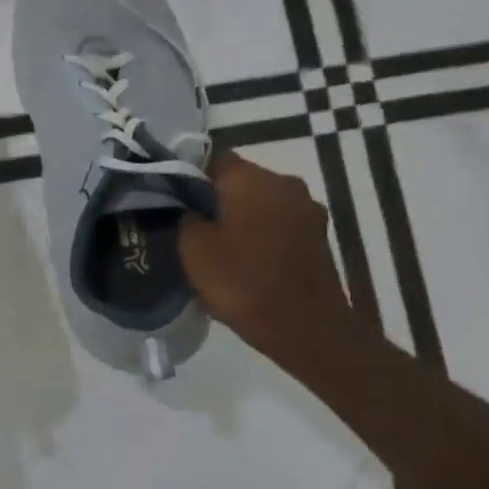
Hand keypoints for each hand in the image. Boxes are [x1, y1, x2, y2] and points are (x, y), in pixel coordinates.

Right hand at [180, 151, 362, 369]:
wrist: (307, 329)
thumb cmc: (243, 283)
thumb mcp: (193, 249)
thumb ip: (185, 216)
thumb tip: (189, 207)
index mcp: (251, 179)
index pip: (210, 158)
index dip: (187, 175)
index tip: (170, 199)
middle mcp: (284, 183)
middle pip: (238, 180)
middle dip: (213, 198)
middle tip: (187, 225)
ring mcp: (307, 210)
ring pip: (259, 202)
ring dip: (238, 217)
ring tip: (215, 246)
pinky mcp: (318, 236)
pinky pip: (277, 224)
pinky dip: (259, 235)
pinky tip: (243, 260)